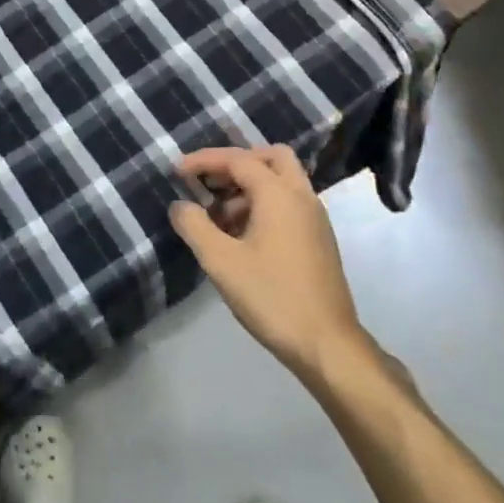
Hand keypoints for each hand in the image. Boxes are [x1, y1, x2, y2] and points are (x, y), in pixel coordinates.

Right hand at [169, 145, 375, 384]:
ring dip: (248, 186)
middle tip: (209, 181)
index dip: (204, 161)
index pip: (238, 159)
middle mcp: (302, 197)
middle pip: (271, 157)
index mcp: (279, 194)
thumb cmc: (271, 296)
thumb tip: (179, 205)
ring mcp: (315, 219)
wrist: (326, 344)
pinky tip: (240, 236)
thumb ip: (194, 225)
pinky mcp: (318, 240)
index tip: (176, 171)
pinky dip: (263, 204)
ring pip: (282, 181)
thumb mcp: (220, 261)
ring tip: (217, 216)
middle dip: (236, 162)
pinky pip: (288, 203)